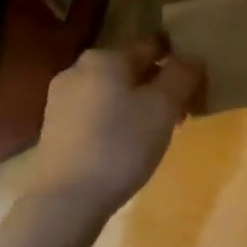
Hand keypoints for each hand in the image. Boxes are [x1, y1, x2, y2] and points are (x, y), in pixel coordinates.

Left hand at [27, 40, 204, 216]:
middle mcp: (78, 69)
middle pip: (130, 70)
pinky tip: (123, 148)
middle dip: (155, 88)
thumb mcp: (163, 107)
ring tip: (152, 136)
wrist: (66, 199)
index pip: (152, 47)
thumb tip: (191, 58)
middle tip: (176, 117)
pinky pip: (94, 113)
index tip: (192, 90)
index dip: (177, 64)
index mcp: (105, 56)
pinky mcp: (53, 127)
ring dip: (135, 106)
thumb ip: (181, 75)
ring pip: (111, 92)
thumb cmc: (121, 145)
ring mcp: (60, 98)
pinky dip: (113, 122)